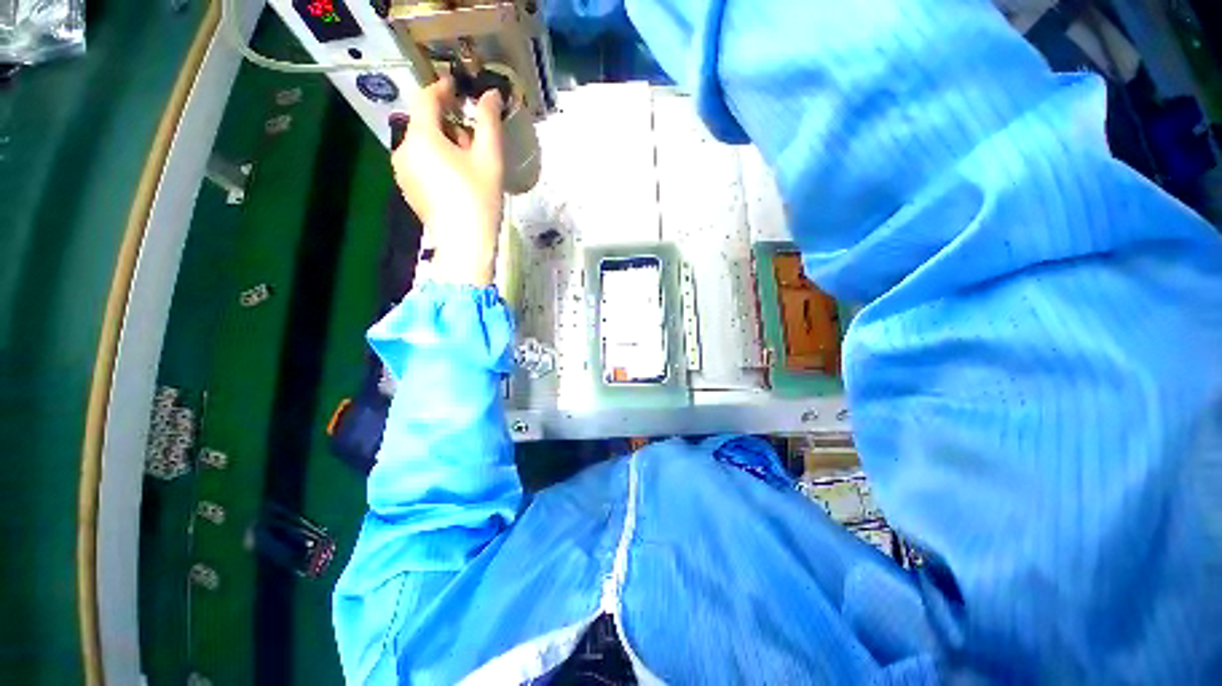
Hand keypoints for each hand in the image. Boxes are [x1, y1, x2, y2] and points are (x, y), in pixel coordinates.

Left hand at [392, 77, 504, 286]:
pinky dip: (437, 161)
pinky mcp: (408, 189)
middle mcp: (403, 149)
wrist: (465, 245)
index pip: (427, 98)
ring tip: (469, 164)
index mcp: (421, 136)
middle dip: (448, 123)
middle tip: (474, 139)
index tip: (461, 88)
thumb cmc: (479, 199)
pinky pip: (420, 163)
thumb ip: (489, 121)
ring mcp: (402, 172)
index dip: (444, 88)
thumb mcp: (489, 158)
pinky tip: (456, 180)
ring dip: (444, 144)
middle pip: (425, 123)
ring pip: (423, 145)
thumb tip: (491, 94)